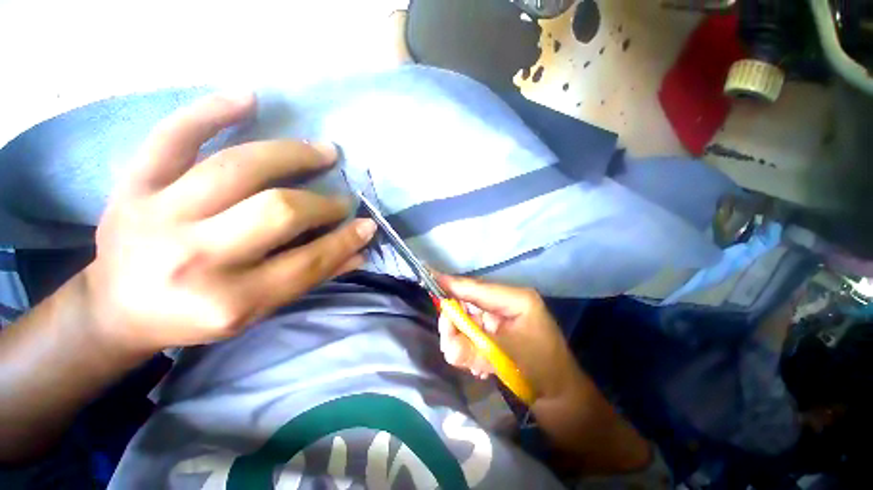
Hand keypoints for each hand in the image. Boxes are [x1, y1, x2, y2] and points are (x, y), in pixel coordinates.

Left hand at [83, 92, 376, 356]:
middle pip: (278, 212)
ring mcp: (157, 214)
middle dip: (323, 203)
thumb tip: (359, 252)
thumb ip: (311, 278)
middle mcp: (194, 257)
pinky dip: (211, 111)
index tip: (367, 224)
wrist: (118, 307)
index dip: (345, 240)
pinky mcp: (132, 185)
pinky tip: (249, 98)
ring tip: (324, 152)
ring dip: (292, 155)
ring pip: (238, 168)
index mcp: (229, 301)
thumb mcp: (258, 310)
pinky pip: (173, 136)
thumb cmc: (194, 315)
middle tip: (342, 200)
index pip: (308, 261)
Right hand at [437, 275, 582, 400]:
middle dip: (455, 323)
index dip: (452, 284)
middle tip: (449, 343)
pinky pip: (473, 330)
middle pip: (468, 302)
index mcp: (515, 298)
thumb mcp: (505, 357)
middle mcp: (506, 301)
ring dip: (463, 340)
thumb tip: (447, 346)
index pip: (476, 288)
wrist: (559, 394)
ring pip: (468, 318)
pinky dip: (470, 346)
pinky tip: (480, 364)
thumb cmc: (540, 370)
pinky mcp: (497, 327)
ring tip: (471, 362)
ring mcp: (501, 314)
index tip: (428, 275)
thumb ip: (473, 349)